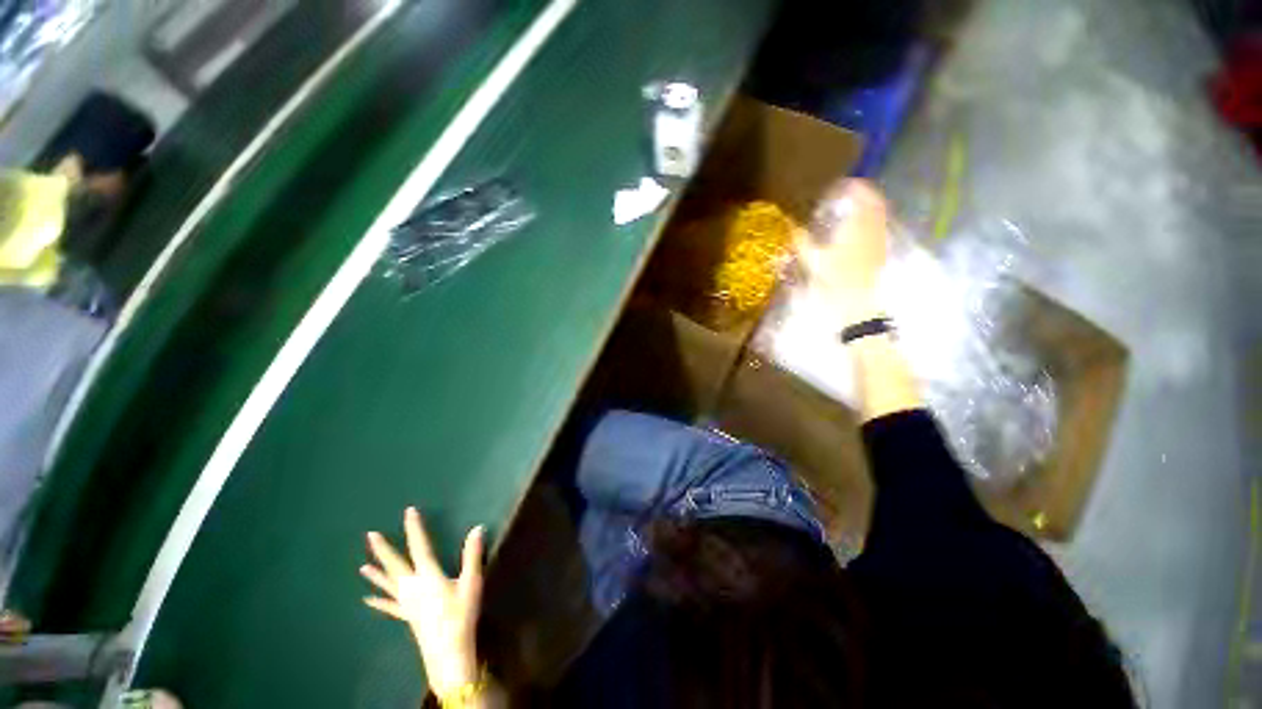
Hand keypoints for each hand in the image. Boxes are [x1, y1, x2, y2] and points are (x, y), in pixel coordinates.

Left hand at [361, 507, 485, 697]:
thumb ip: (473, 554)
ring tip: (362, 566)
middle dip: (383, 549)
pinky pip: (388, 606)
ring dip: (376, 574)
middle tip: (370, 535)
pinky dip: (378, 601)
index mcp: (428, 575)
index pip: (419, 546)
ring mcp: (406, 603)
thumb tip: (477, 528)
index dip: (414, 528)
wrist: (449, 652)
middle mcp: (412, 586)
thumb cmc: (462, 614)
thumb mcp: (472, 582)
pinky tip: (367, 599)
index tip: (409, 511)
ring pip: (387, 584)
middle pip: (395, 564)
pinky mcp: (406, 616)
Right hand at [797, 179, 889, 321]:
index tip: (844, 183)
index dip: (857, 187)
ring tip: (853, 208)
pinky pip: (878, 229)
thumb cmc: (833, 283)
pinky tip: (858, 229)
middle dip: (864, 195)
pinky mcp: (879, 254)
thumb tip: (790, 225)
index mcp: (857, 228)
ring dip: (869, 208)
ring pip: (879, 217)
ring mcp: (878, 243)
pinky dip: (870, 222)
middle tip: (849, 193)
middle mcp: (873, 231)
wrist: (856, 308)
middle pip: (875, 205)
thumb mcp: (813, 261)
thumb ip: (802, 241)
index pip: (864, 198)